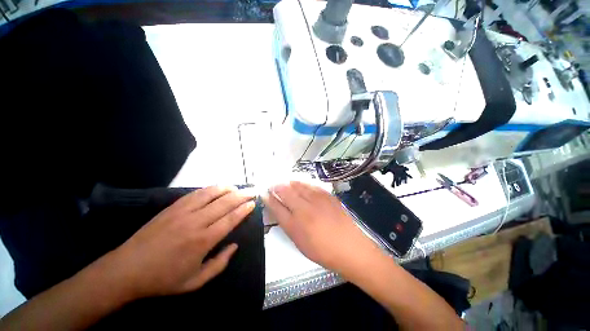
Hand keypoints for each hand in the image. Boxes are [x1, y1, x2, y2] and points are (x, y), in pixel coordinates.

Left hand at [101, 186, 254, 299]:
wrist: (127, 269)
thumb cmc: (163, 279)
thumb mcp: (195, 281)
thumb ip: (220, 263)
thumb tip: (235, 245)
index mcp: (203, 241)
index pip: (230, 219)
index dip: (244, 209)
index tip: (253, 203)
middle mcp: (196, 222)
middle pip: (225, 203)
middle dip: (241, 196)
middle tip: (251, 191)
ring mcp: (183, 212)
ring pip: (211, 194)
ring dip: (227, 189)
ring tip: (237, 188)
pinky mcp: (173, 207)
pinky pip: (196, 193)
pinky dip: (210, 189)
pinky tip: (217, 188)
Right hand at [264, 181, 379, 275]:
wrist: (350, 248)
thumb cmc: (323, 251)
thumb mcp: (300, 243)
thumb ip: (289, 225)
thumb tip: (281, 211)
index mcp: (295, 225)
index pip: (276, 207)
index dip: (269, 199)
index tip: (264, 193)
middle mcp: (304, 209)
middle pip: (286, 193)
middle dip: (276, 187)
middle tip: (272, 185)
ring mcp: (317, 201)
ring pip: (298, 186)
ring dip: (288, 183)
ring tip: (284, 182)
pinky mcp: (328, 196)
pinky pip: (311, 185)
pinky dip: (303, 183)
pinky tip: (300, 182)